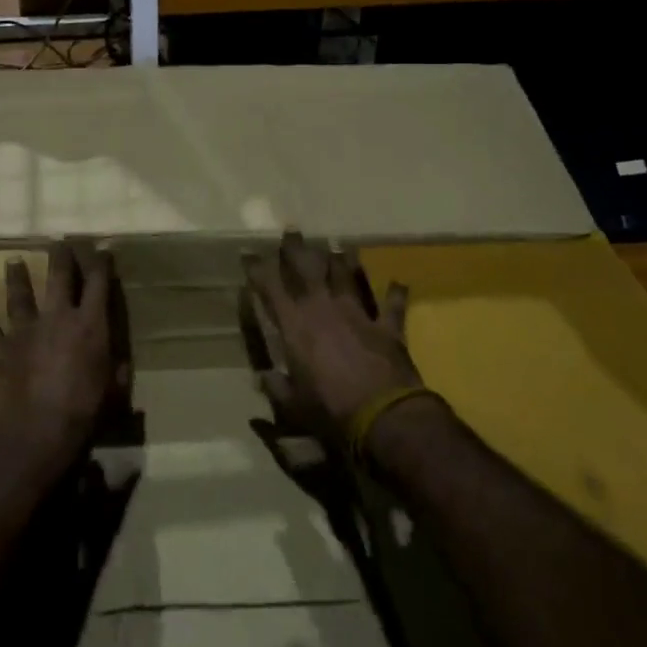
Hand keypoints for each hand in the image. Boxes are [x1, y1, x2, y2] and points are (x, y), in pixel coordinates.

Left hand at [0, 243, 126, 468]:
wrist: (36, 434)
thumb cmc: (84, 414)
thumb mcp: (114, 393)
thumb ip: (116, 372)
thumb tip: (119, 363)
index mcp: (90, 325)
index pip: (98, 283)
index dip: (101, 263)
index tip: (102, 249)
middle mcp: (57, 318)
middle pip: (59, 277)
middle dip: (61, 256)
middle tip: (59, 241)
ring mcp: (24, 331)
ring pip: (20, 295)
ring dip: (17, 276)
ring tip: (13, 260)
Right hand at [245, 231, 423, 439]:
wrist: (384, 416)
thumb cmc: (330, 410)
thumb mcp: (293, 405)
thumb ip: (276, 388)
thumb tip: (263, 378)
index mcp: (295, 325)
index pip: (271, 288)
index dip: (258, 269)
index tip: (249, 253)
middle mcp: (323, 309)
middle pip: (307, 269)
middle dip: (296, 249)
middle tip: (291, 230)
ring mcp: (357, 313)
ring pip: (346, 276)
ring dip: (341, 261)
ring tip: (336, 245)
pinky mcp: (387, 326)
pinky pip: (391, 304)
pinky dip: (394, 293)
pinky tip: (398, 282)